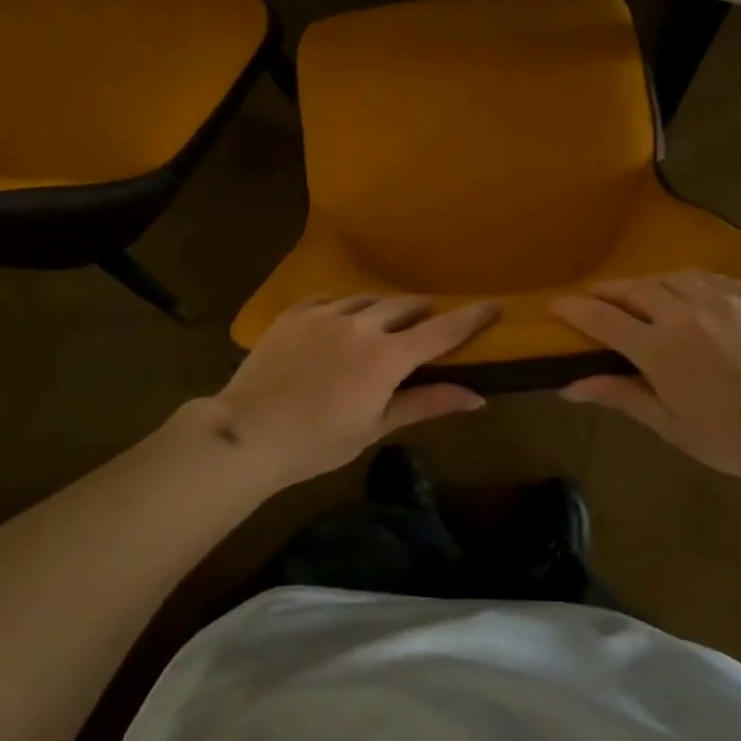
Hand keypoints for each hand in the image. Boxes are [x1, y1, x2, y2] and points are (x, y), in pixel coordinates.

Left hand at [212, 295, 499, 489]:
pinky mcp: (295, 313)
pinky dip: (344, 308)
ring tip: (385, 322)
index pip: (441, 331)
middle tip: (429, 322)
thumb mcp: (376, 427)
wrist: (247, 433)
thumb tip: (477, 397)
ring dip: (384, 308)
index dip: (471, 317)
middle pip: (405, 305)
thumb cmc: (317, 442)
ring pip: (368, 299)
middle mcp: (361, 325)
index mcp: (386, 357)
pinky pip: (330, 299)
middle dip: (423, 311)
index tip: (493, 304)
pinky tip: (341, 321)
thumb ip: (427, 404)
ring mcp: (325, 314)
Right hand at [549, 270, 740, 482]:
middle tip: (596, 297)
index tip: (556, 305)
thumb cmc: (732, 436)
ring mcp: (719, 297)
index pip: (602, 318)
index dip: (574, 309)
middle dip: (608, 291)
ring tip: (640, 295)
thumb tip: (569, 387)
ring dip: (646, 284)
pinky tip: (686, 294)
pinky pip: (706, 277)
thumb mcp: (669, 424)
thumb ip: (620, 395)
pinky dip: (685, 282)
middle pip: (633, 289)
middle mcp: (683, 312)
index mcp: (659, 348)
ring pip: (669, 277)